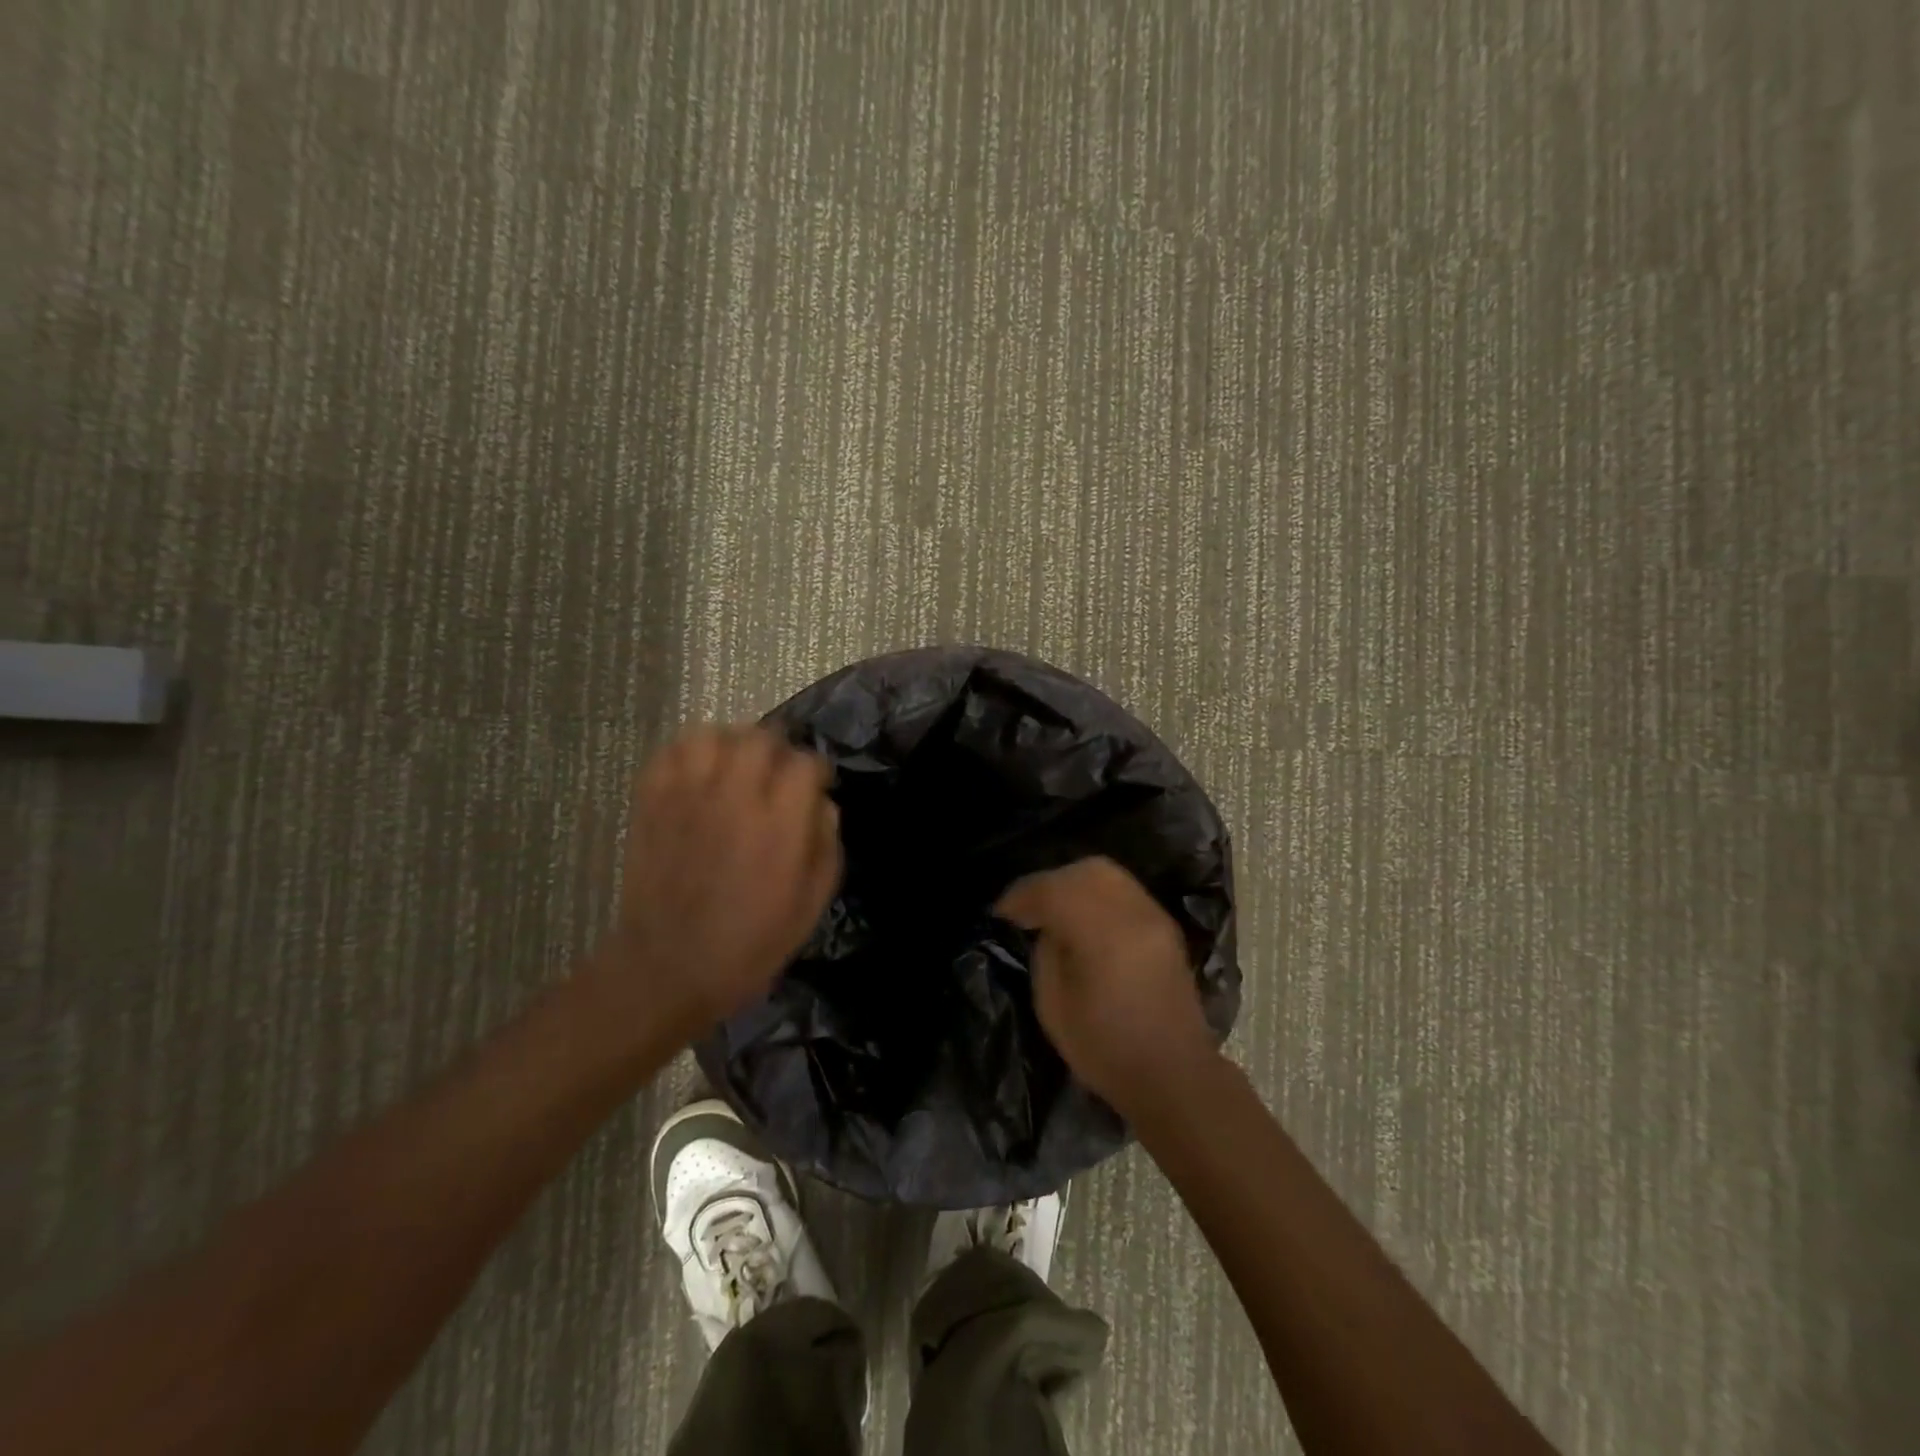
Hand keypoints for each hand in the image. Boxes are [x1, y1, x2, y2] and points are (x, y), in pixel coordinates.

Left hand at [597, 725, 839, 1035]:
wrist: (667, 969)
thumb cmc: (749, 944)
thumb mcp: (811, 906)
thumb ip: (826, 846)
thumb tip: (823, 804)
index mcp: (778, 827)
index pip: (804, 764)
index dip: (816, 770)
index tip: (816, 785)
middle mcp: (733, 800)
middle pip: (760, 738)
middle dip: (778, 750)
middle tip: (777, 775)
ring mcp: (686, 798)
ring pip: (711, 734)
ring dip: (731, 744)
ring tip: (736, 766)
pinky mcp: (651, 803)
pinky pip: (669, 752)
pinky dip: (688, 753)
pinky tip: (699, 775)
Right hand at [996, 856, 1216, 1113]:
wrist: (1174, 1076)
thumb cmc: (1106, 1050)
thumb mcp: (1053, 1006)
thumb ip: (1046, 952)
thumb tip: (1046, 926)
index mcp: (1104, 935)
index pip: (1054, 890)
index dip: (1021, 896)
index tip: (1001, 913)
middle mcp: (1134, 913)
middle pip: (1085, 871)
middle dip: (1049, 882)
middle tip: (1028, 909)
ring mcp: (1154, 916)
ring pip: (1108, 873)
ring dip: (1073, 883)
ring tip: (1054, 910)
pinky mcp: (1165, 925)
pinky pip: (1123, 890)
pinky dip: (1096, 893)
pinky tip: (1082, 918)